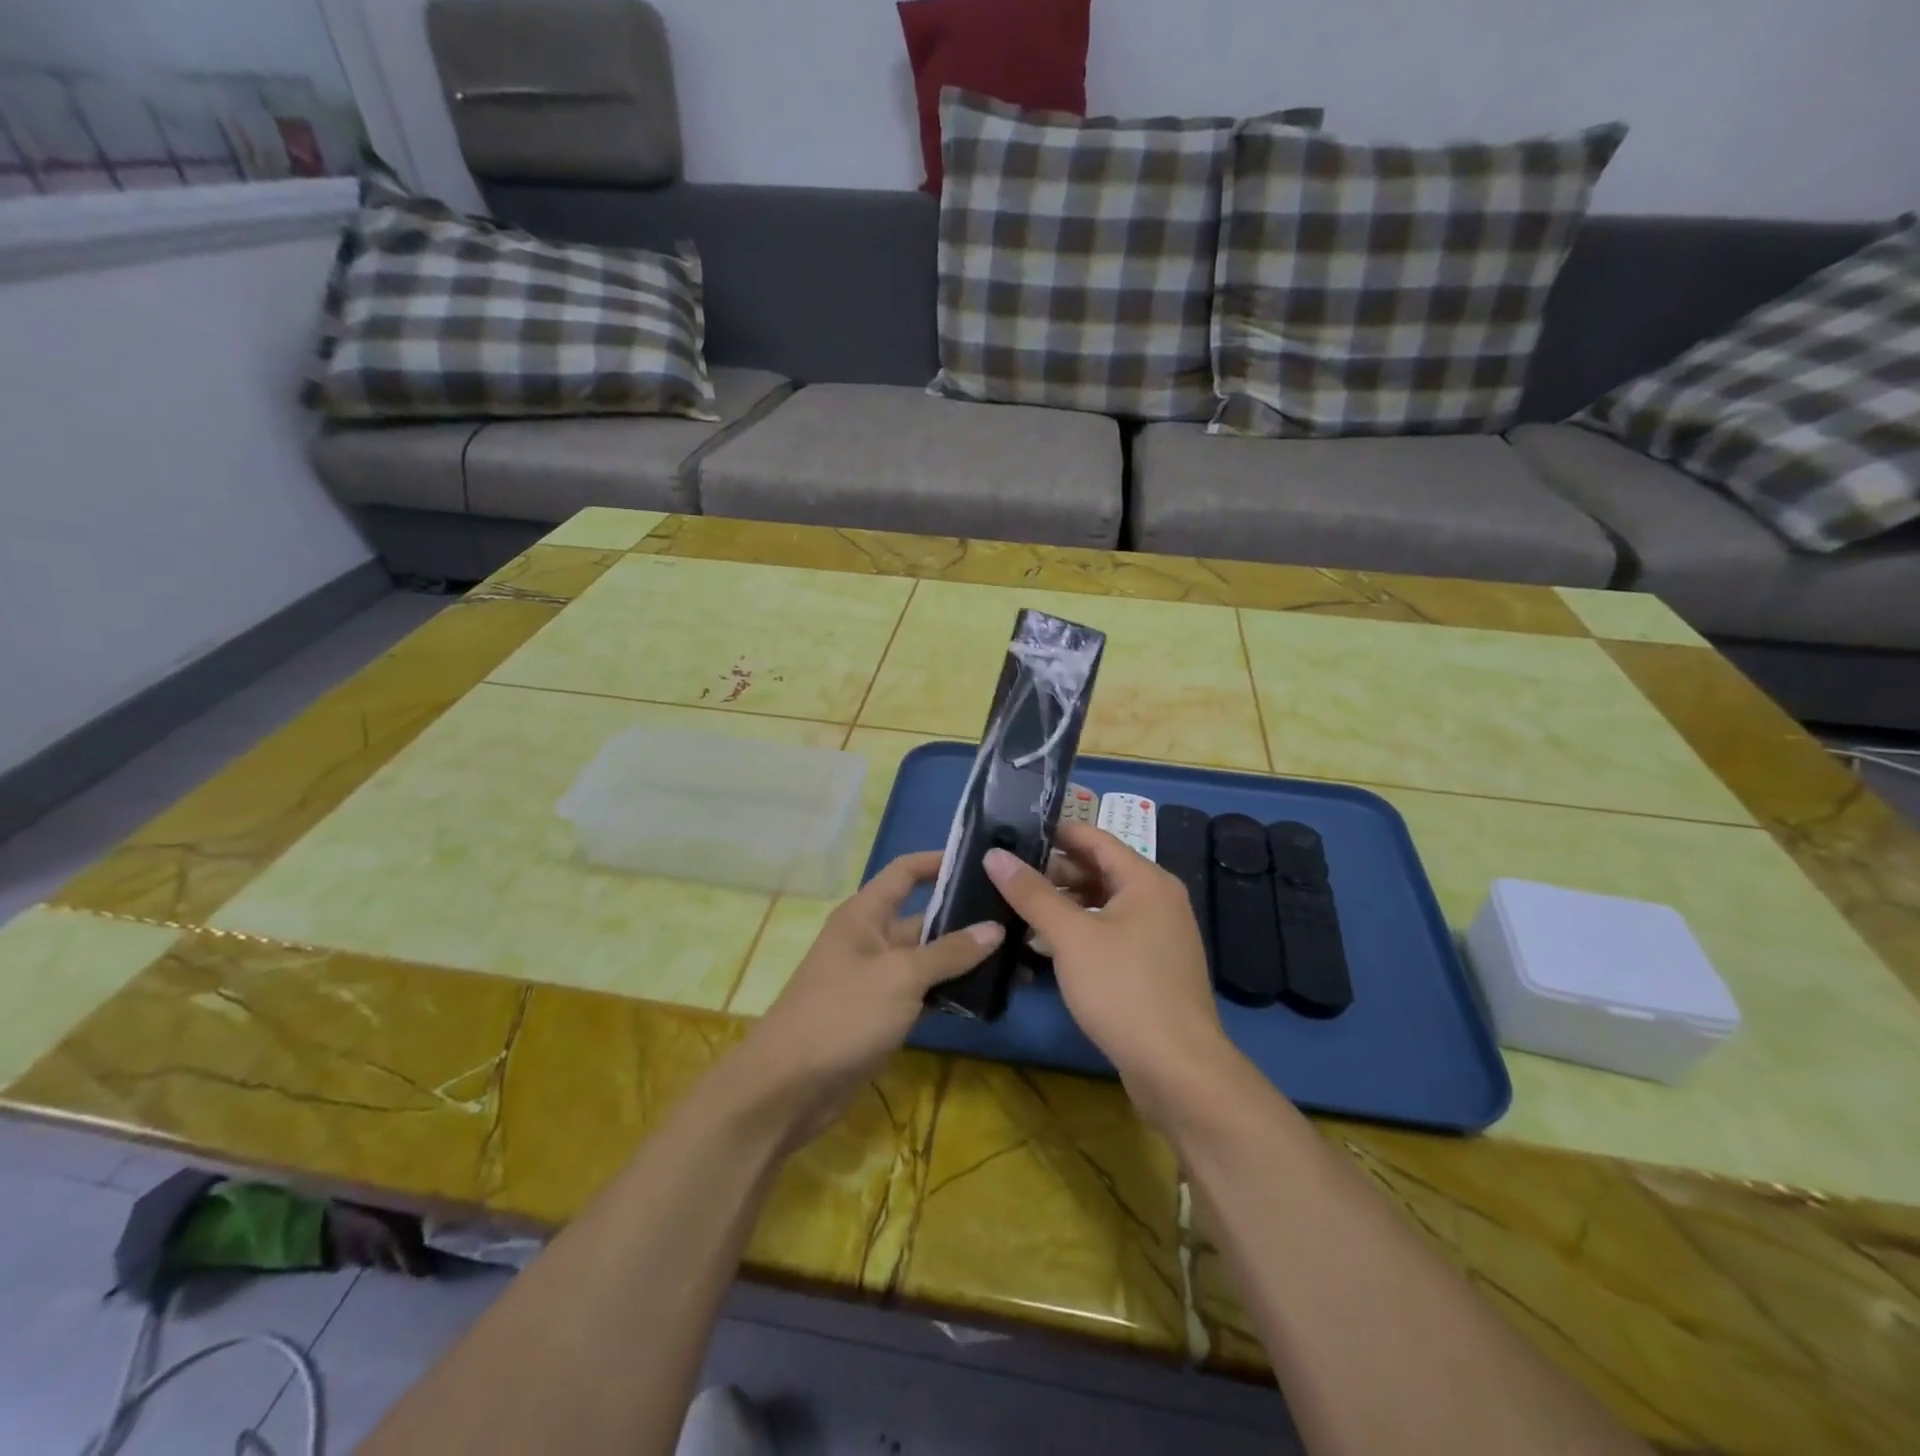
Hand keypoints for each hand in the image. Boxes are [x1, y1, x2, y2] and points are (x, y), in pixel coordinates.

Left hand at [740, 851, 1002, 1147]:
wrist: (789, 1087)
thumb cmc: (842, 1014)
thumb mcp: (900, 977)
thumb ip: (949, 952)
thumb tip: (995, 928)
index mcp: (865, 915)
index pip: (905, 872)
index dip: (939, 861)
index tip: (982, 862)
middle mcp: (871, 939)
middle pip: (923, 916)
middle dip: (965, 915)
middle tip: (1015, 915)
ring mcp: (877, 978)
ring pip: (927, 958)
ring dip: (963, 957)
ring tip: (1015, 953)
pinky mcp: (883, 1013)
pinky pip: (923, 991)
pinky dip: (950, 991)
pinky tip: (988, 994)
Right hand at [987, 824, 1229, 1127]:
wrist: (1176, 1069)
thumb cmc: (1123, 988)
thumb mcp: (1070, 936)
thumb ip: (1031, 893)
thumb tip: (995, 855)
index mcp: (1146, 880)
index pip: (1095, 838)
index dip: (1055, 832)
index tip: (1013, 832)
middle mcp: (1158, 900)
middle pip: (1099, 871)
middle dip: (1054, 872)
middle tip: (1007, 874)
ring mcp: (1159, 936)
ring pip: (1103, 905)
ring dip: (1064, 905)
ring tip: (1018, 909)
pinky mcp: (1153, 968)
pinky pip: (1111, 934)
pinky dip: (1080, 932)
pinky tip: (1046, 947)